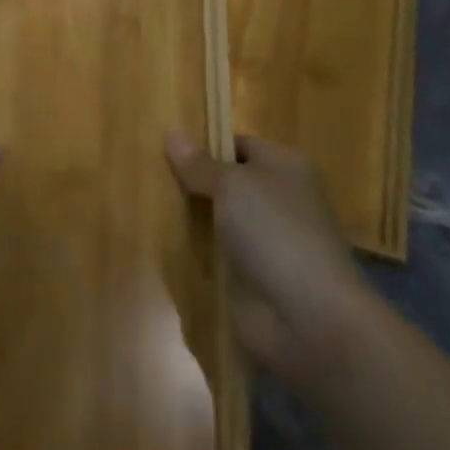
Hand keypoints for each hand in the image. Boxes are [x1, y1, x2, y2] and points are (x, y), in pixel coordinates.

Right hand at [166, 131, 382, 388]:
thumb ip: (199, 164)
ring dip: (189, 218)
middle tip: (146, 175)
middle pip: (226, 183)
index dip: (204, 144)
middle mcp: (279, 200)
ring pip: (217, 220)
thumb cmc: (275, 232)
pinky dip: (193, 252)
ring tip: (142, 204)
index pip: (239, 144)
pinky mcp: (251, 277)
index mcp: (285, 167)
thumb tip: (172, 132)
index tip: (162, 148)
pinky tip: (159, 243)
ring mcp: (265, 241)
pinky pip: (214, 254)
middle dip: (191, 183)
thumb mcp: (232, 185)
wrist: (307, 317)